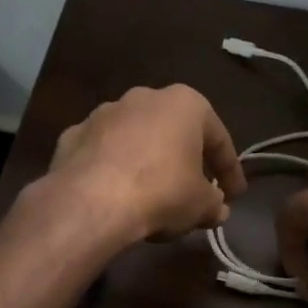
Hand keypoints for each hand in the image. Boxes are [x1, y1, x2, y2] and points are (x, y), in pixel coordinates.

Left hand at [45, 85, 246, 243]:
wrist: (91, 201)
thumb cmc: (161, 192)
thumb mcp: (201, 205)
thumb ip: (214, 204)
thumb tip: (217, 209)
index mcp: (185, 103)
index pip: (218, 139)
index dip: (230, 171)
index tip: (234, 195)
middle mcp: (144, 97)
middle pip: (175, 132)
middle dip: (187, 160)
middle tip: (195, 190)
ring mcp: (104, 112)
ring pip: (137, 138)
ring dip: (148, 161)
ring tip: (153, 194)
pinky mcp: (72, 134)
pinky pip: (103, 152)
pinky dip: (113, 168)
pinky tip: (116, 194)